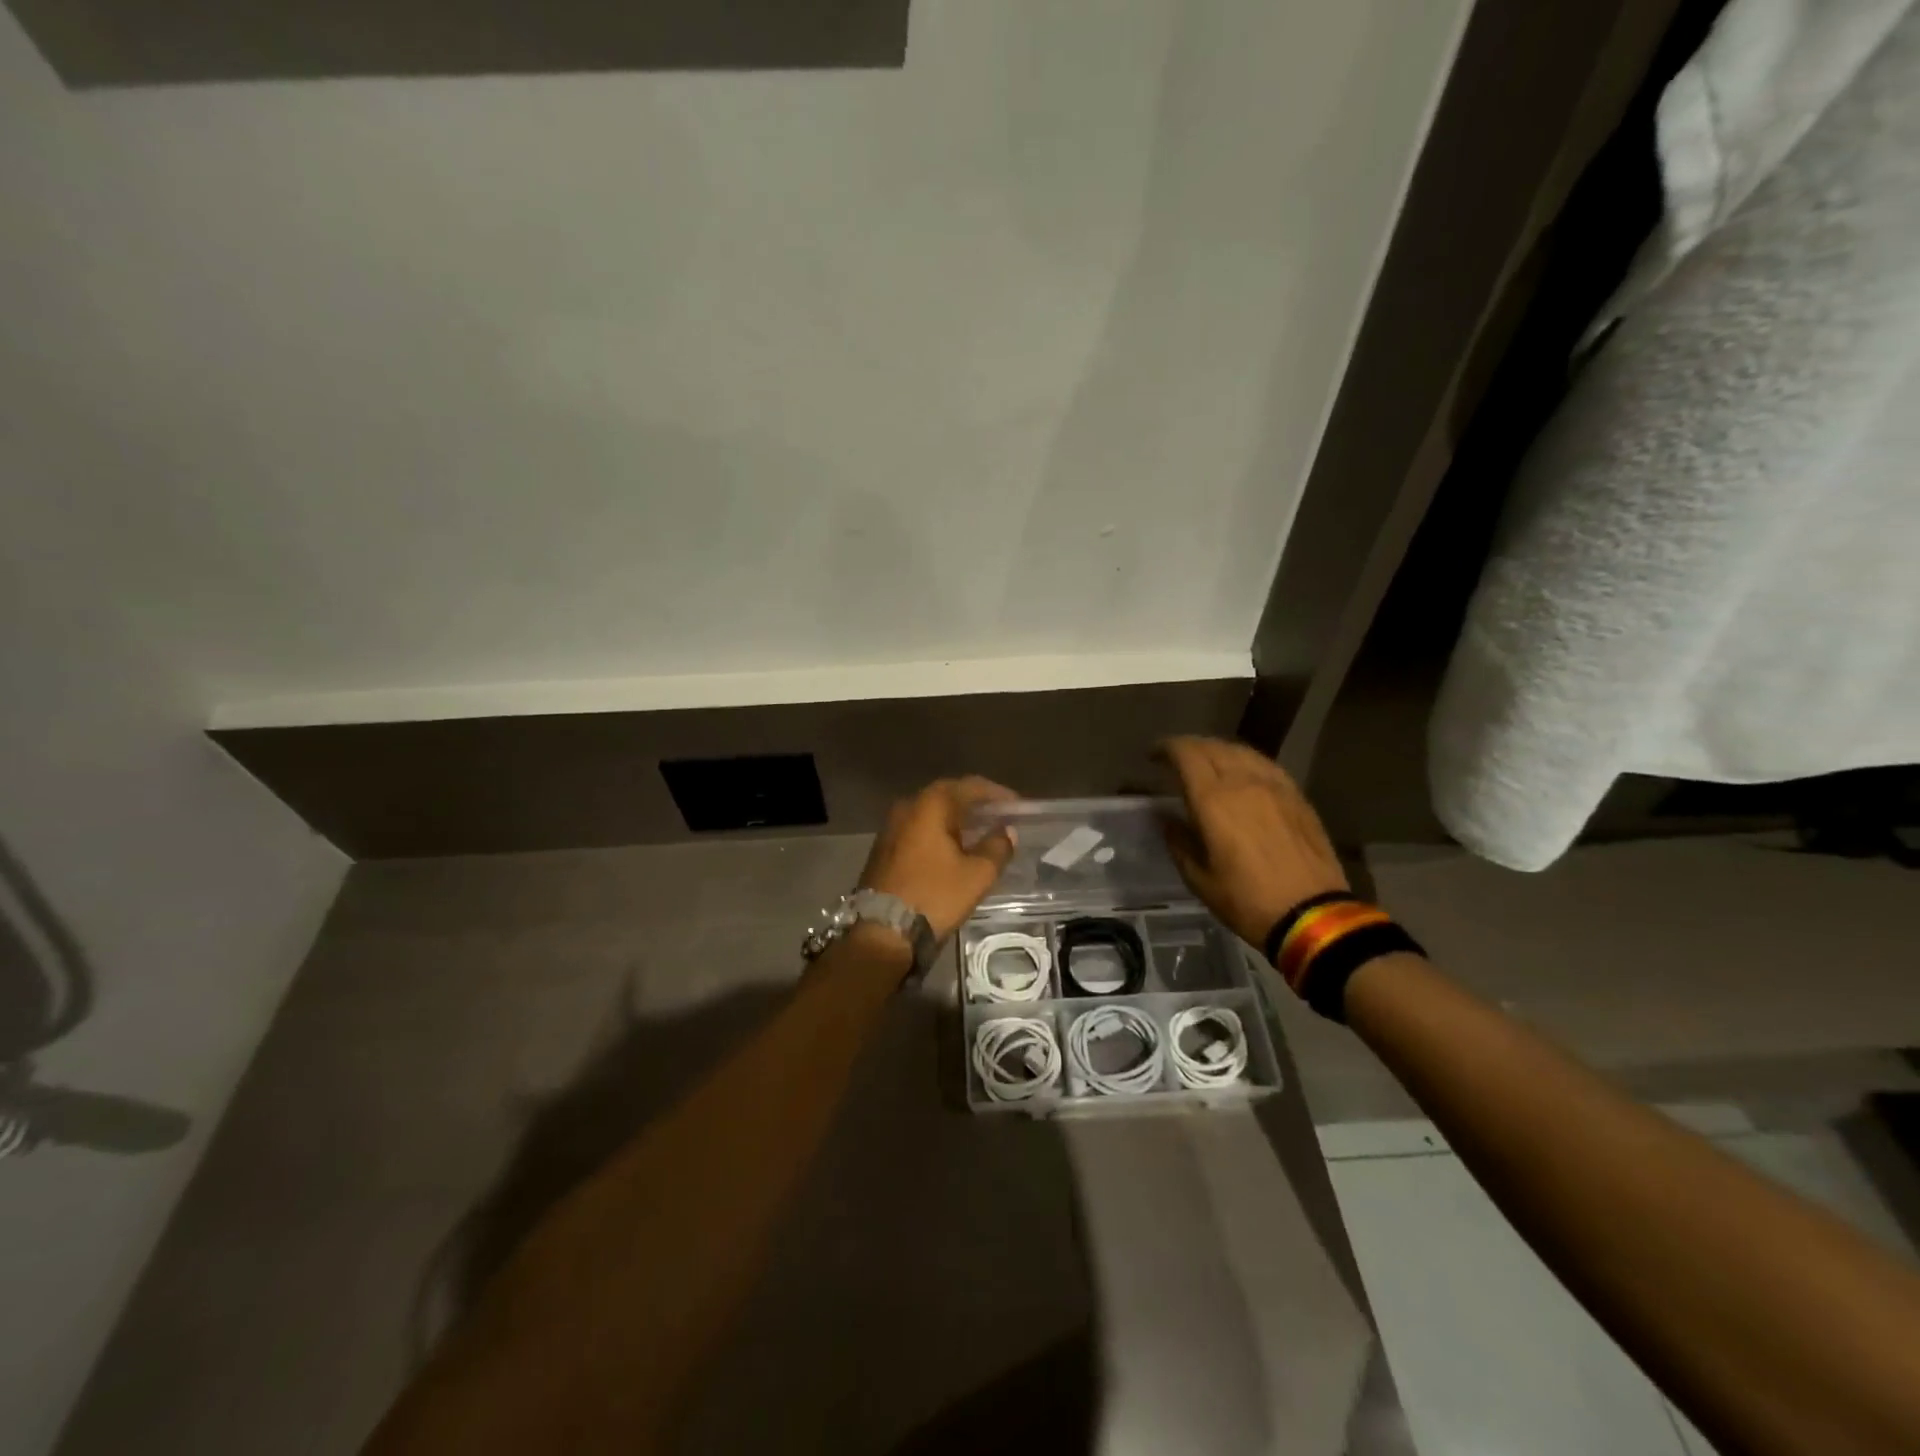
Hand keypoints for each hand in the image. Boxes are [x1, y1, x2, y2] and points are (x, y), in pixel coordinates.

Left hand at [858, 777, 1018, 941]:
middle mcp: (907, 806)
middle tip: (1000, 817)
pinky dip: (939, 833)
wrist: (882, 930)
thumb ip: (997, 848)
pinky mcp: (883, 847)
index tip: (1017, 806)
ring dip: (956, 820)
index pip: (970, 787)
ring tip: (980, 833)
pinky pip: (918, 829)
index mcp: (930, 805)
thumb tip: (1006, 832)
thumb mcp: (977, 875)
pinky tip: (953, 848)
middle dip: (975, 805)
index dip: (997, 794)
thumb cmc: (934, 896)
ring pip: (931, 814)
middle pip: (948, 796)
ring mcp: (890, 827)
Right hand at [1158, 737, 1348, 948]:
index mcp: (1213, 800)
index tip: (1153, 756)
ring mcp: (1274, 786)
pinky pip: (1265, 765)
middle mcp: (1243, 782)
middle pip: (1212, 747)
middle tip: (1175, 759)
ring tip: (1207, 762)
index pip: (1186, 755)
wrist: (1312, 915)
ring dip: (1218, 750)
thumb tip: (1167, 819)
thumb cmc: (1247, 900)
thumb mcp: (1199, 879)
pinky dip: (1245, 761)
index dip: (1166, 749)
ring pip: (1241, 751)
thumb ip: (1179, 842)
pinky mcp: (1296, 796)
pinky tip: (1242, 773)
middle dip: (1189, 747)